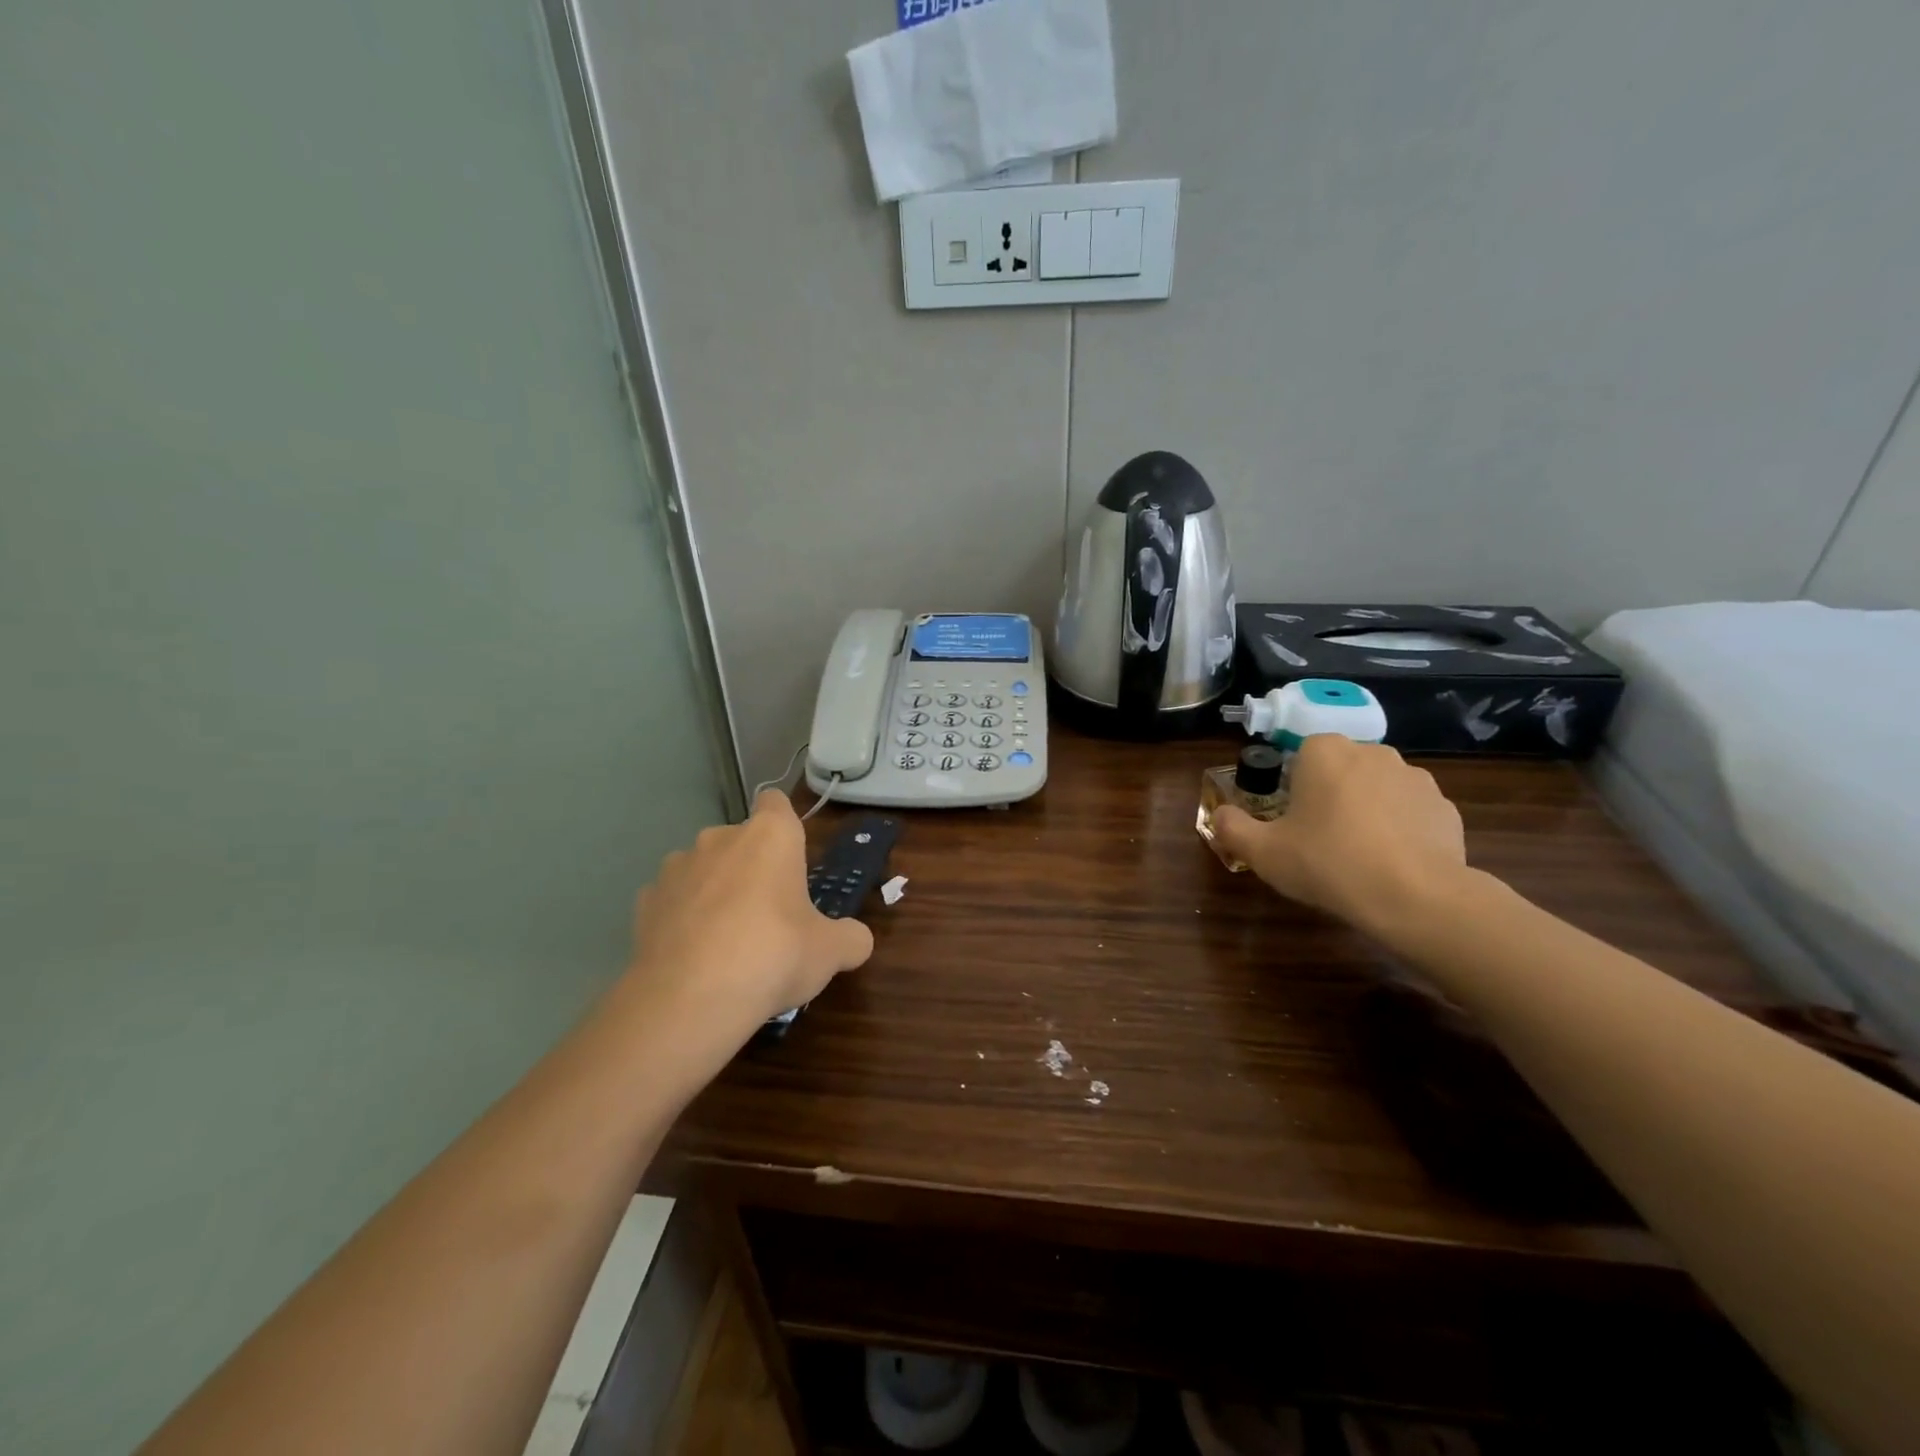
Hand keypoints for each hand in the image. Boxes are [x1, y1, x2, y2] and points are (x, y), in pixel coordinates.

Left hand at [625, 790, 873, 1047]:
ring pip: (703, 868)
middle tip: (770, 914)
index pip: (776, 803)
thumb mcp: (831, 952)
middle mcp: (720, 838)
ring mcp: (676, 867)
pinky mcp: (645, 902)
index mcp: (770, 836)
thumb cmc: (774, 955)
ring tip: (726, 939)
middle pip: (741, 840)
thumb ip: (850, 938)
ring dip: (715, 890)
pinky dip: (683, 918)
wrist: (689, 1000)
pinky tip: (693, 955)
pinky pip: (673, 900)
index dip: (784, 824)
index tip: (792, 857)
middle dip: (753, 867)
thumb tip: (856, 940)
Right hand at [1210, 735, 1467, 936]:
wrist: (1415, 897)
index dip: (1293, 787)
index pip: (1301, 754)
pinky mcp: (1446, 808)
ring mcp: (1415, 778)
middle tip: (1318, 838)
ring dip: (1366, 810)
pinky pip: (1411, 812)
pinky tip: (1392, 863)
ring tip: (1358, 854)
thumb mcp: (1262, 852)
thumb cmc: (1328, 862)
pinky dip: (1400, 830)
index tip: (1291, 820)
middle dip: (1330, 795)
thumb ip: (1232, 828)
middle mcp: (1372, 752)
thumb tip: (1219, 815)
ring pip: (1377, 788)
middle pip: (1340, 769)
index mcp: (1325, 752)